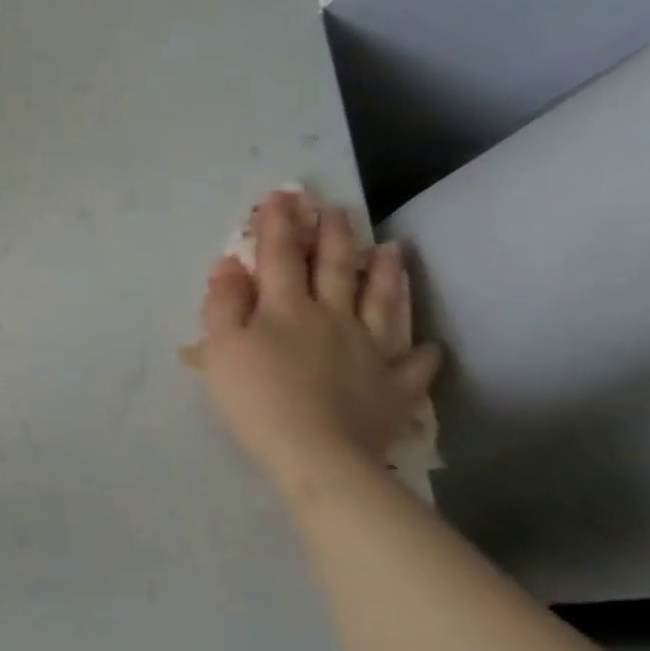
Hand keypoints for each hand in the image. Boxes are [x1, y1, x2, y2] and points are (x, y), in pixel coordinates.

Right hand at [197, 191, 439, 487]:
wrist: (316, 455)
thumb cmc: (256, 398)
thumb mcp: (221, 348)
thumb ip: (223, 304)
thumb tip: (231, 265)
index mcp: (286, 308)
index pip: (281, 255)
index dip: (280, 224)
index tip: (283, 195)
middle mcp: (333, 318)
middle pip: (336, 269)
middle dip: (334, 236)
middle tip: (339, 209)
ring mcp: (370, 351)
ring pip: (382, 304)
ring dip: (386, 275)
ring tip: (392, 249)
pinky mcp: (393, 388)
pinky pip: (413, 367)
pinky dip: (422, 354)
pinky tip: (428, 346)